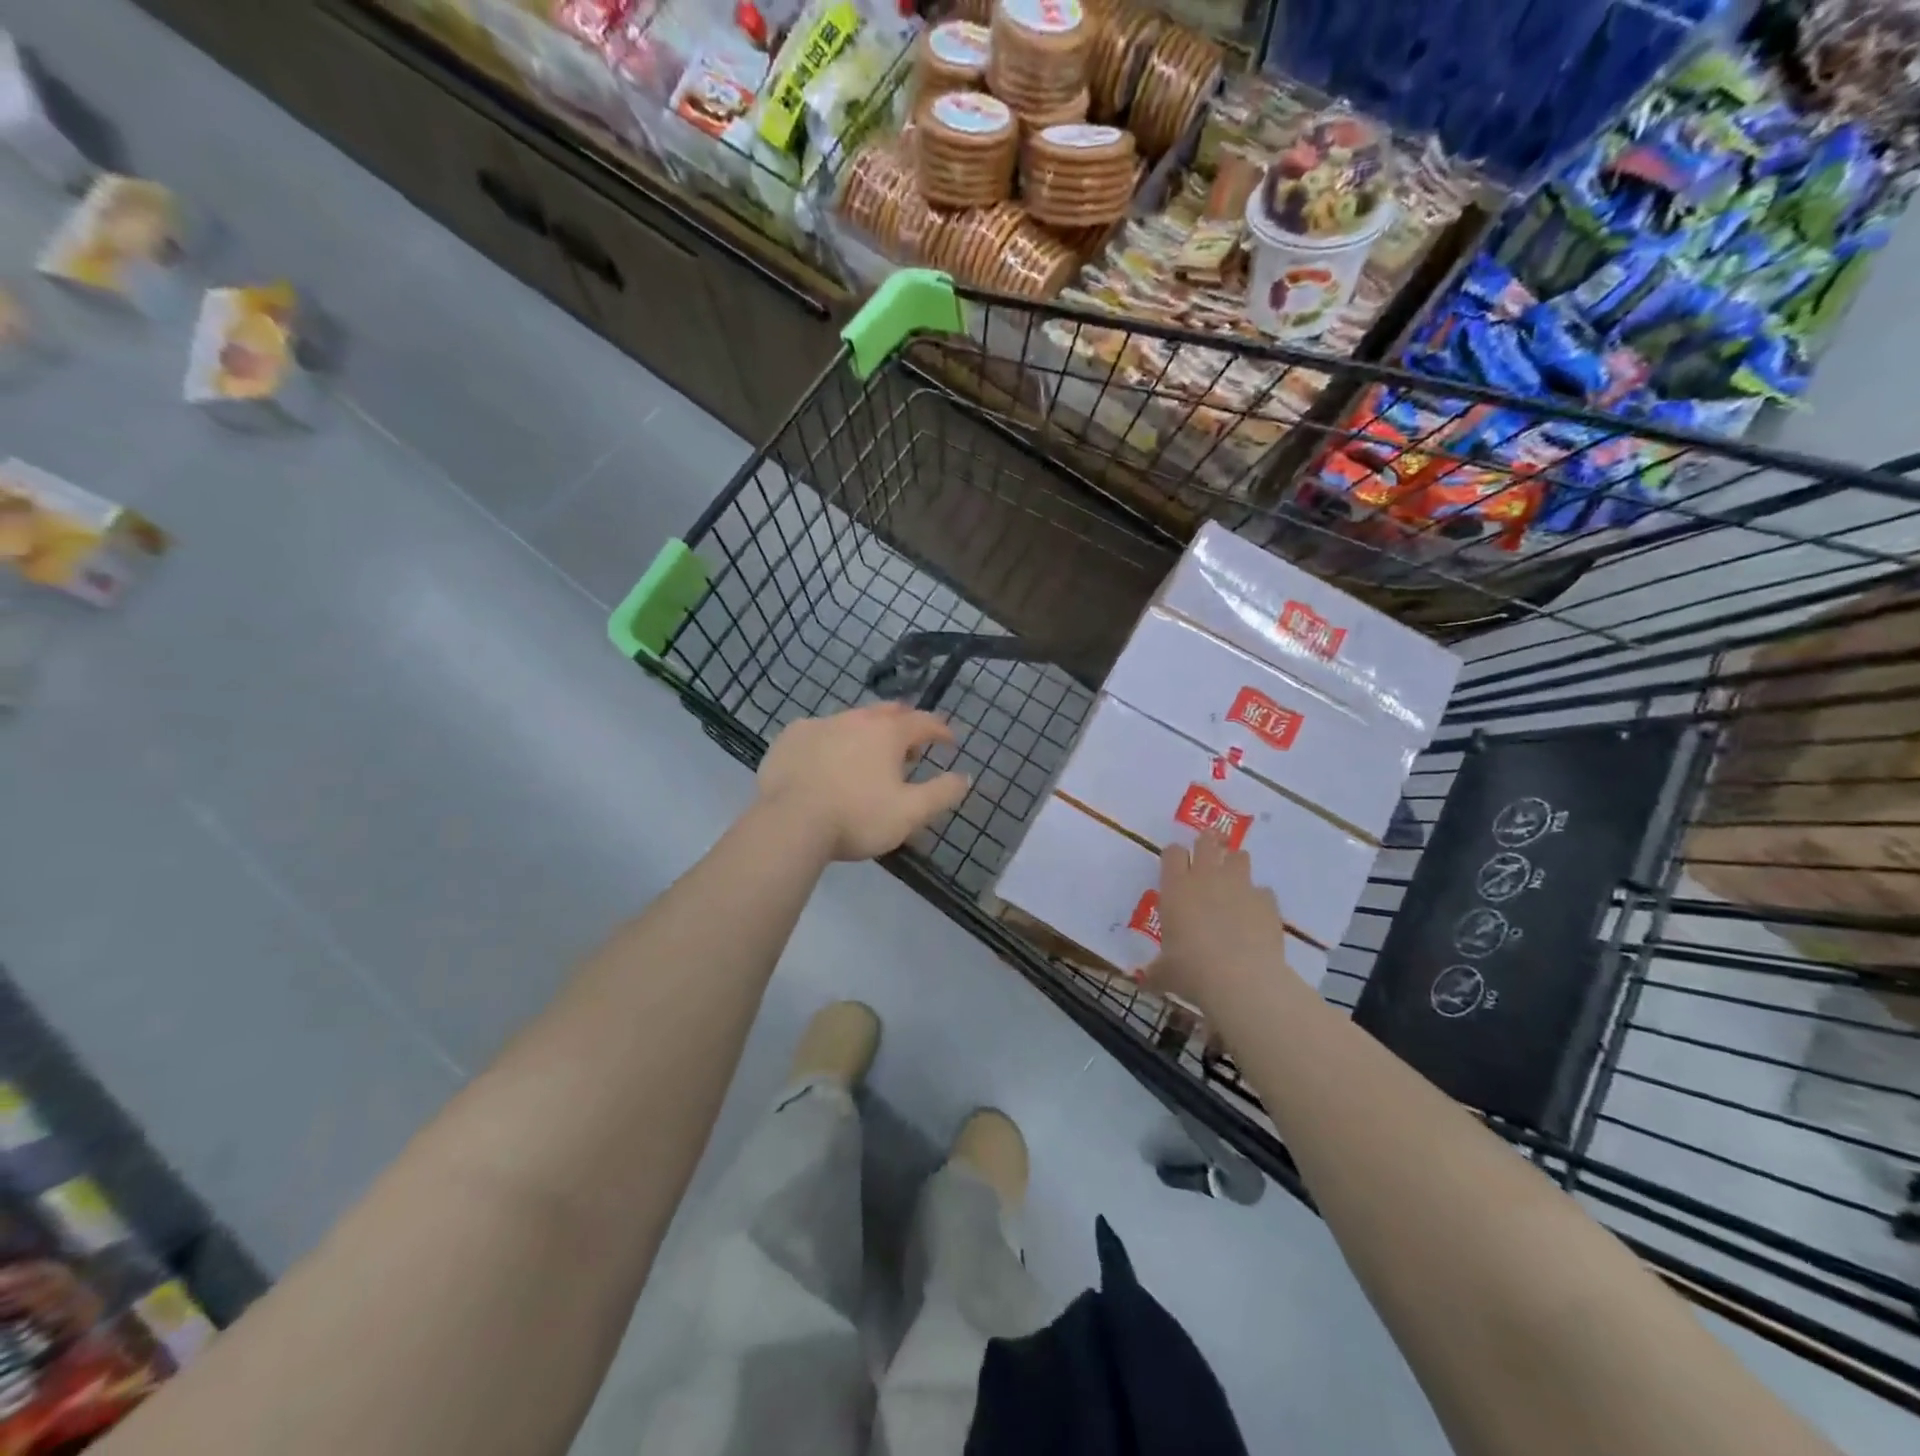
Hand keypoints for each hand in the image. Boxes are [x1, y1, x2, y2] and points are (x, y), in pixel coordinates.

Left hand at [756, 703, 970, 861]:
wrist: (789, 823)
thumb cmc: (857, 817)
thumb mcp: (910, 813)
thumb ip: (942, 793)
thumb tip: (965, 777)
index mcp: (888, 732)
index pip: (924, 721)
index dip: (941, 729)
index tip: (950, 740)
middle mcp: (855, 718)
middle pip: (887, 712)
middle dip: (905, 723)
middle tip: (911, 743)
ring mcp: (820, 724)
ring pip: (852, 719)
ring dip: (867, 731)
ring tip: (869, 753)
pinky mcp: (790, 737)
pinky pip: (819, 731)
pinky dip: (832, 740)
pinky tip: (827, 758)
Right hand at [1147, 834, 1295, 1011]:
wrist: (1241, 979)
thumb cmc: (1191, 970)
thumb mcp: (1165, 973)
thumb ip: (1156, 970)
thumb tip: (1144, 980)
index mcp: (1176, 887)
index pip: (1172, 853)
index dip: (1174, 856)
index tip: (1175, 866)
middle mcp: (1207, 877)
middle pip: (1207, 842)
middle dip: (1207, 844)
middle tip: (1207, 856)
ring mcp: (1240, 886)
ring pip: (1239, 857)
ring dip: (1235, 865)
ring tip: (1233, 882)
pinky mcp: (1267, 901)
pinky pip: (1263, 891)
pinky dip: (1259, 899)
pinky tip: (1255, 916)